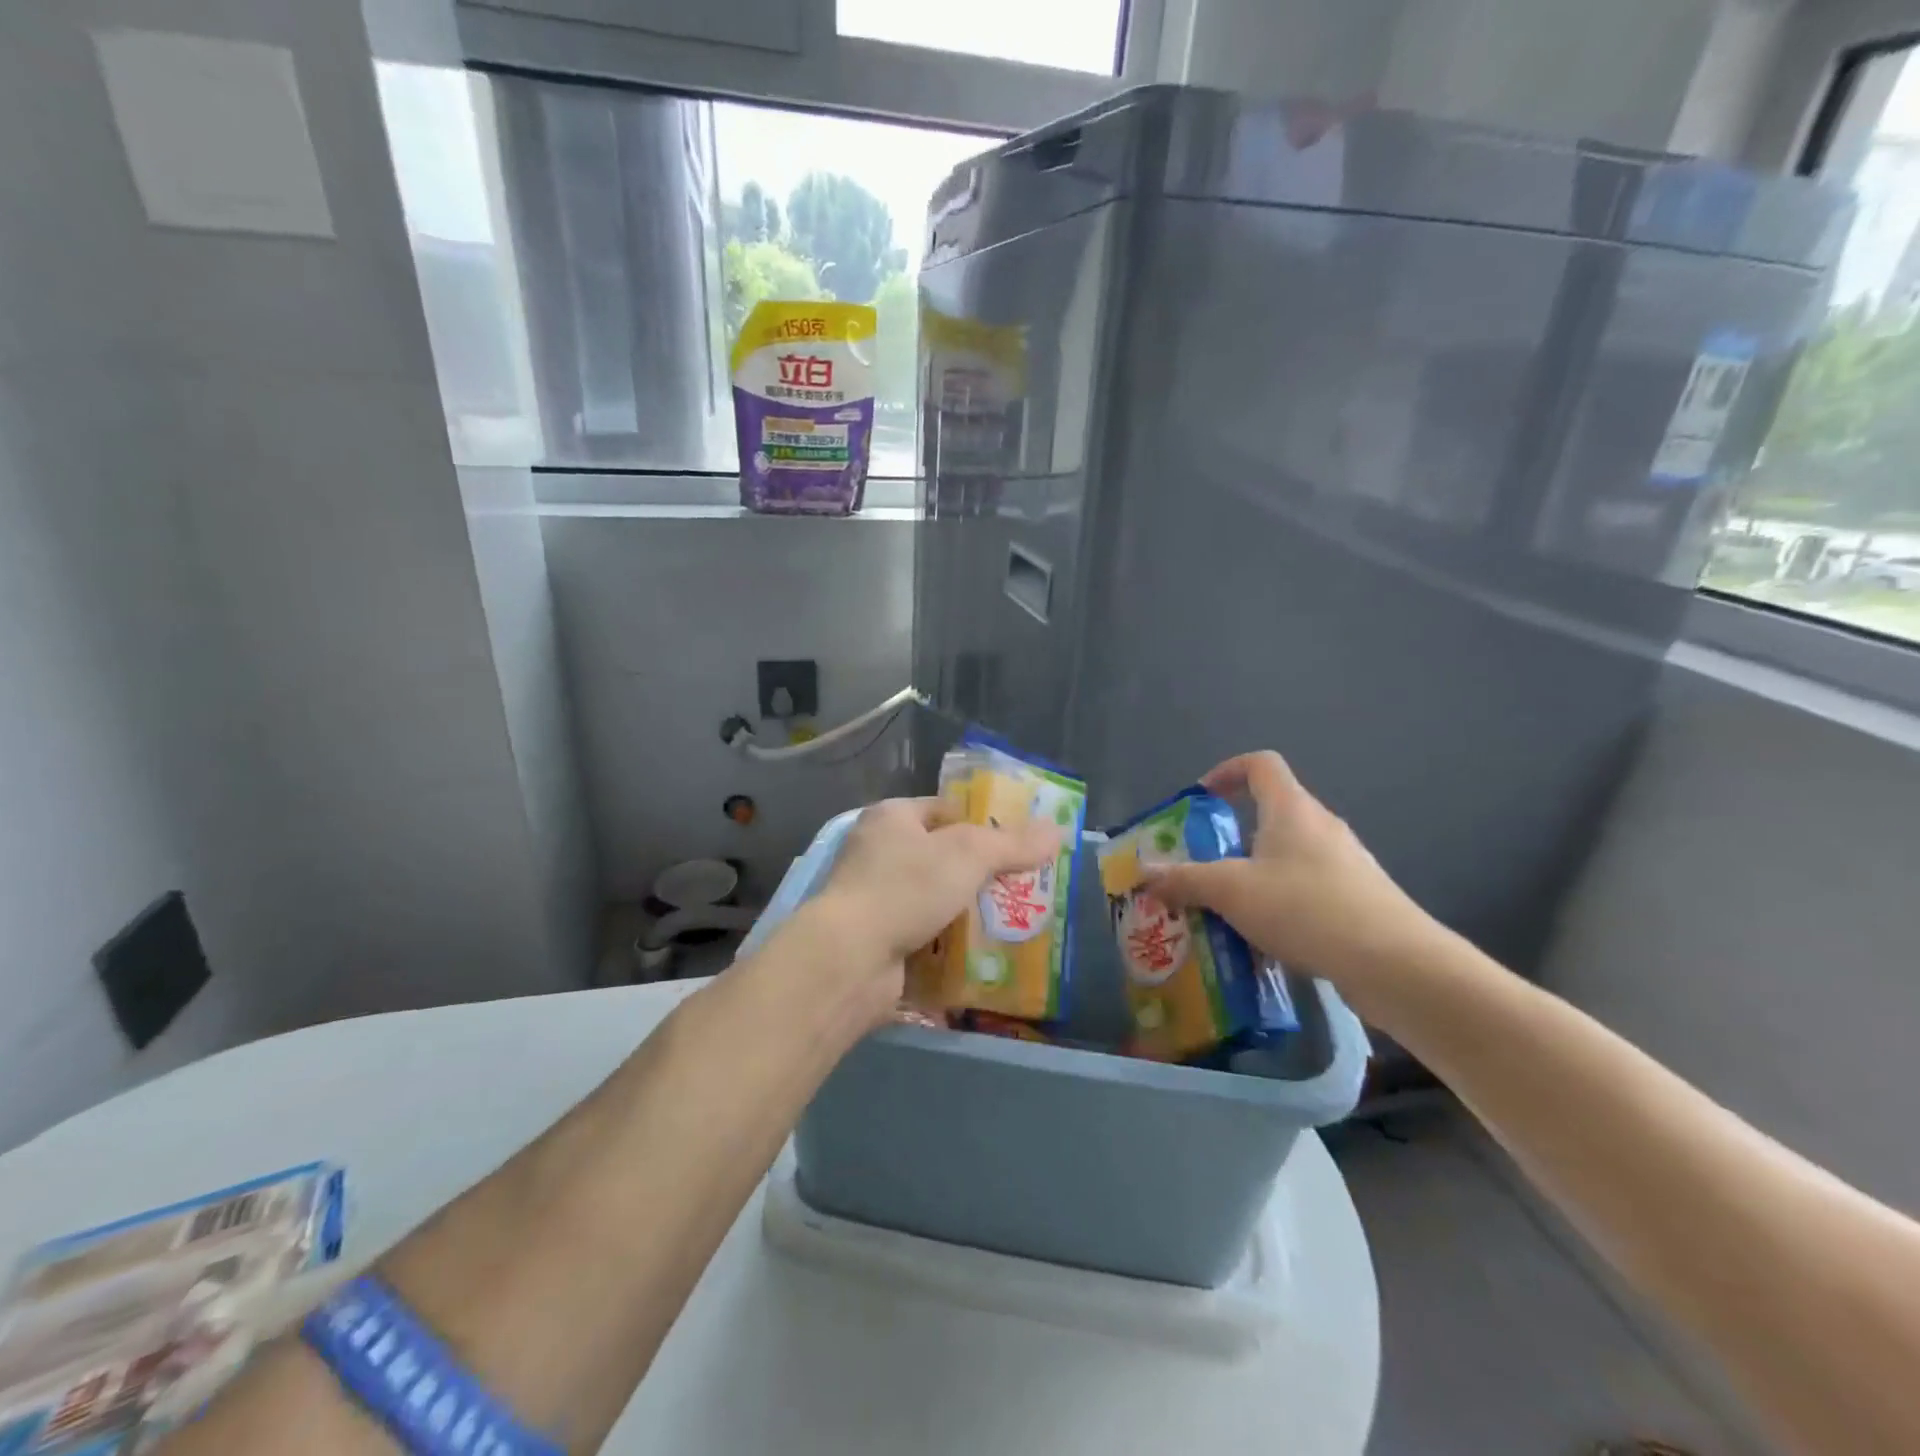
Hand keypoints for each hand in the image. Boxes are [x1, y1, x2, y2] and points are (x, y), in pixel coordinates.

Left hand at [807, 796, 1059, 1017]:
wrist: (850, 959)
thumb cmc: (906, 888)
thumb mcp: (968, 854)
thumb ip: (1013, 843)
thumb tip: (1057, 830)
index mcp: (891, 818)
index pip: (944, 809)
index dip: (982, 821)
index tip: (1019, 842)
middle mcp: (878, 853)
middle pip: (943, 858)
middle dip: (981, 874)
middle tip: (1025, 886)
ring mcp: (876, 900)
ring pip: (936, 901)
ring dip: (969, 914)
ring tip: (1015, 923)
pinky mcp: (879, 941)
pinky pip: (926, 938)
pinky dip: (951, 946)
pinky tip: (986, 956)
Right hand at [1143, 752, 1437, 989]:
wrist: (1396, 964)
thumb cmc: (1306, 908)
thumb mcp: (1232, 892)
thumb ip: (1185, 880)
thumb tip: (1145, 873)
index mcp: (1292, 809)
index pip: (1261, 764)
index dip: (1227, 771)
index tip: (1201, 799)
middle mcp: (1322, 826)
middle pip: (1272, 813)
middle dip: (1232, 836)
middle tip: (1202, 866)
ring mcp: (1346, 863)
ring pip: (1289, 855)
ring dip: (1255, 873)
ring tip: (1228, 908)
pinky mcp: (1360, 899)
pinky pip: (1309, 888)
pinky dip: (1281, 902)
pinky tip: (1267, 939)